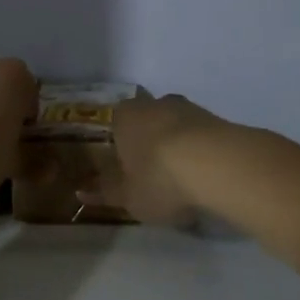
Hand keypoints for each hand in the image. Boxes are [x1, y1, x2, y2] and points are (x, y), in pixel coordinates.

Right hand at [91, 92, 228, 225]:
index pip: (114, 127)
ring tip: (182, 182)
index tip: (124, 172)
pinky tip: (204, 178)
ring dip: (176, 148)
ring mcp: (188, 108)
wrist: (217, 165)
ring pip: (175, 128)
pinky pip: (200, 137)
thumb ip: (106, 192)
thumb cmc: (158, 177)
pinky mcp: (217, 119)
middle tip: (152, 177)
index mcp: (123, 116)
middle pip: (146, 123)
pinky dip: (199, 153)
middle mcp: (153, 103)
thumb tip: (82, 191)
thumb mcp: (127, 196)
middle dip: (148, 146)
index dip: (119, 150)